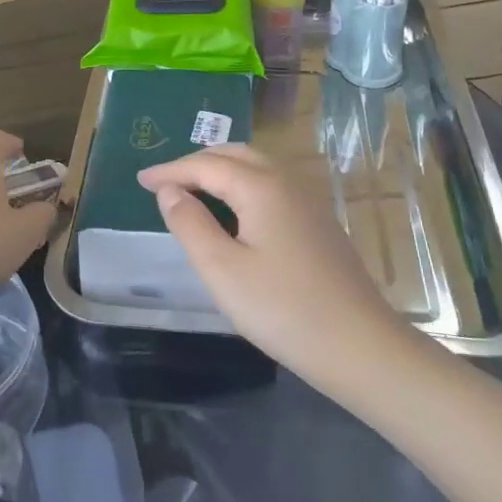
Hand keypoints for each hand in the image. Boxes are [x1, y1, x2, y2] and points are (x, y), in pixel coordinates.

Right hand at [138, 144, 400, 382]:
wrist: (361, 347)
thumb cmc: (283, 309)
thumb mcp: (221, 269)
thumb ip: (190, 224)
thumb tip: (170, 192)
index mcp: (261, 187)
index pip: (206, 164)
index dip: (170, 170)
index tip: (140, 180)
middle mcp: (287, 182)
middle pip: (235, 154)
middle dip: (196, 162)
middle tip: (165, 182)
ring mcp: (309, 202)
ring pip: (258, 167)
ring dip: (222, 171)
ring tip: (193, 191)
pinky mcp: (319, 224)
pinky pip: (272, 186)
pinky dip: (243, 186)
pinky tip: (235, 213)